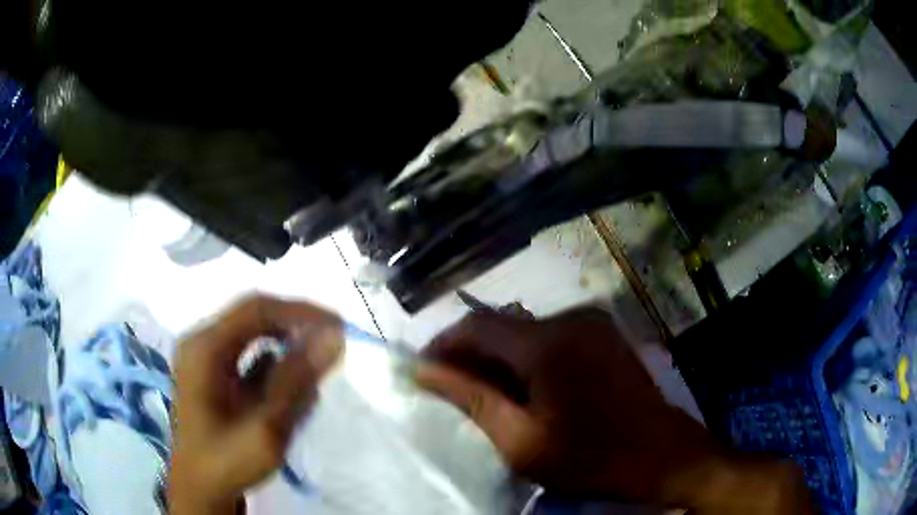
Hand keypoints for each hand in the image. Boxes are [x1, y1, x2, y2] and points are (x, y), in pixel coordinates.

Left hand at [169, 296, 342, 514]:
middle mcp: (203, 344)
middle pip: (255, 319)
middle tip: (331, 350)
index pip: (256, 309)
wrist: (202, 490)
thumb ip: (296, 379)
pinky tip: (287, 401)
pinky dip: (275, 373)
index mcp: (204, 347)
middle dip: (294, 332)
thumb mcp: (266, 426)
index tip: (338, 326)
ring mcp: (207, 360)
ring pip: (255, 340)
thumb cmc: (228, 462)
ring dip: (286, 356)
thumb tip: (332, 335)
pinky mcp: (215, 376)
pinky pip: (251, 360)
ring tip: (306, 390)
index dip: (299, 312)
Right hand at [415, 307, 809, 512]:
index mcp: (547, 343)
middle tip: (453, 389)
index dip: (443, 344)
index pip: (475, 325)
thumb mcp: (521, 441)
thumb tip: (425, 371)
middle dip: (470, 354)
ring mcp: (591, 321)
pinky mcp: (603, 332)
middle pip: (500, 324)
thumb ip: (471, 399)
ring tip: (489, 392)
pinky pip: (550, 335)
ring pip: (524, 329)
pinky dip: (527, 356)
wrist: (661, 455)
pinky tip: (527, 386)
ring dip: (499, 356)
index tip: (423, 371)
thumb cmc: (590, 458)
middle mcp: (569, 318)